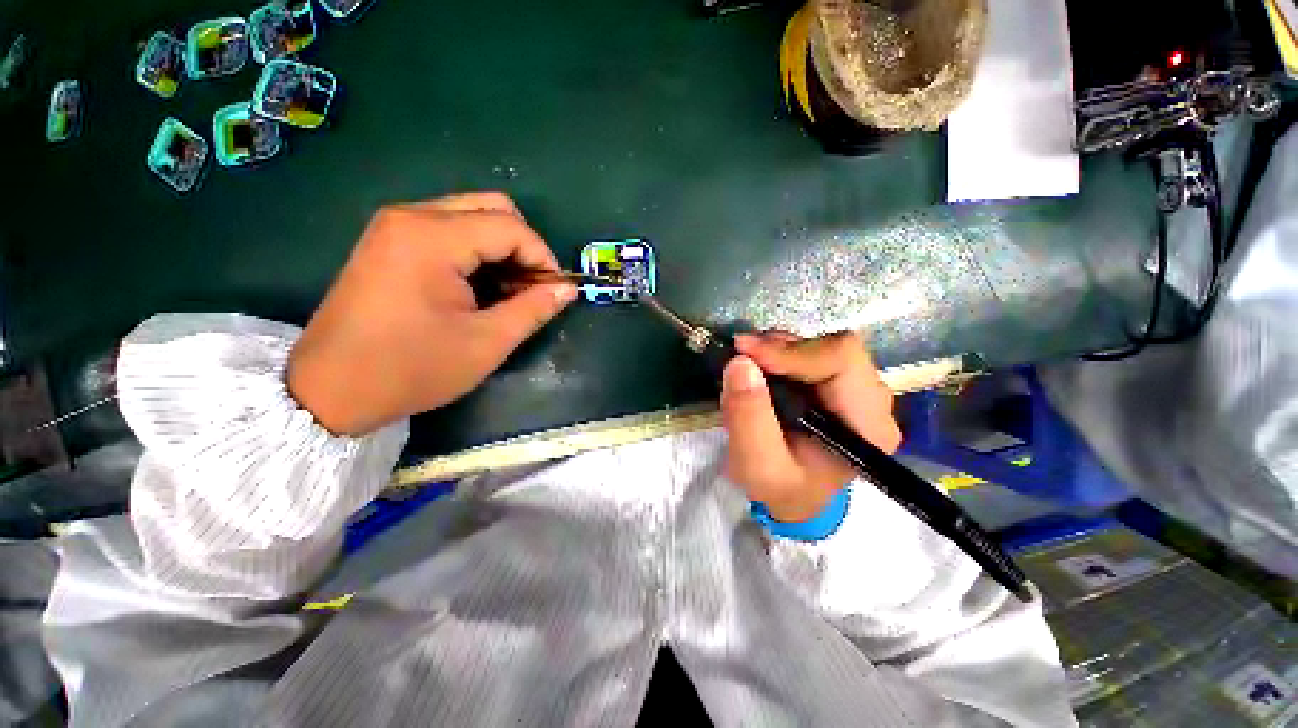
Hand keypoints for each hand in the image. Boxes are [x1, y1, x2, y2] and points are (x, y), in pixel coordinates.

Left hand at [288, 192, 576, 435]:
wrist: (330, 390)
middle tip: (532, 287)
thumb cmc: (412, 369)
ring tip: (509, 292)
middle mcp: (411, 217)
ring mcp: (395, 226)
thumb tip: (567, 289)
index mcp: (432, 238)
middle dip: (524, 246)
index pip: (510, 227)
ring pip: (471, 216)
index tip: (555, 291)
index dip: (543, 257)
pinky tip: (480, 287)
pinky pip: (449, 230)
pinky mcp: (389, 241)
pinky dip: (477, 252)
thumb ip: (533, 309)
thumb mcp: (486, 343)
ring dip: (501, 250)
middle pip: (491, 208)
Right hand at [720, 331, 901, 522]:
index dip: (792, 350)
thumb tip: (741, 363)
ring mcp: (858, 389)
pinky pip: (812, 352)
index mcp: (867, 425)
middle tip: (742, 356)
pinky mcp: (839, 383)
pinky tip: (761, 370)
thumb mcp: (757, 464)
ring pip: (822, 345)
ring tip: (747, 366)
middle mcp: (873, 401)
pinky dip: (780, 354)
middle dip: (783, 348)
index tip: (745, 352)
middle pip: (834, 347)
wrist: (793, 494)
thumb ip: (749, 419)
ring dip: (779, 349)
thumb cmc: (780, 486)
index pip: (841, 360)